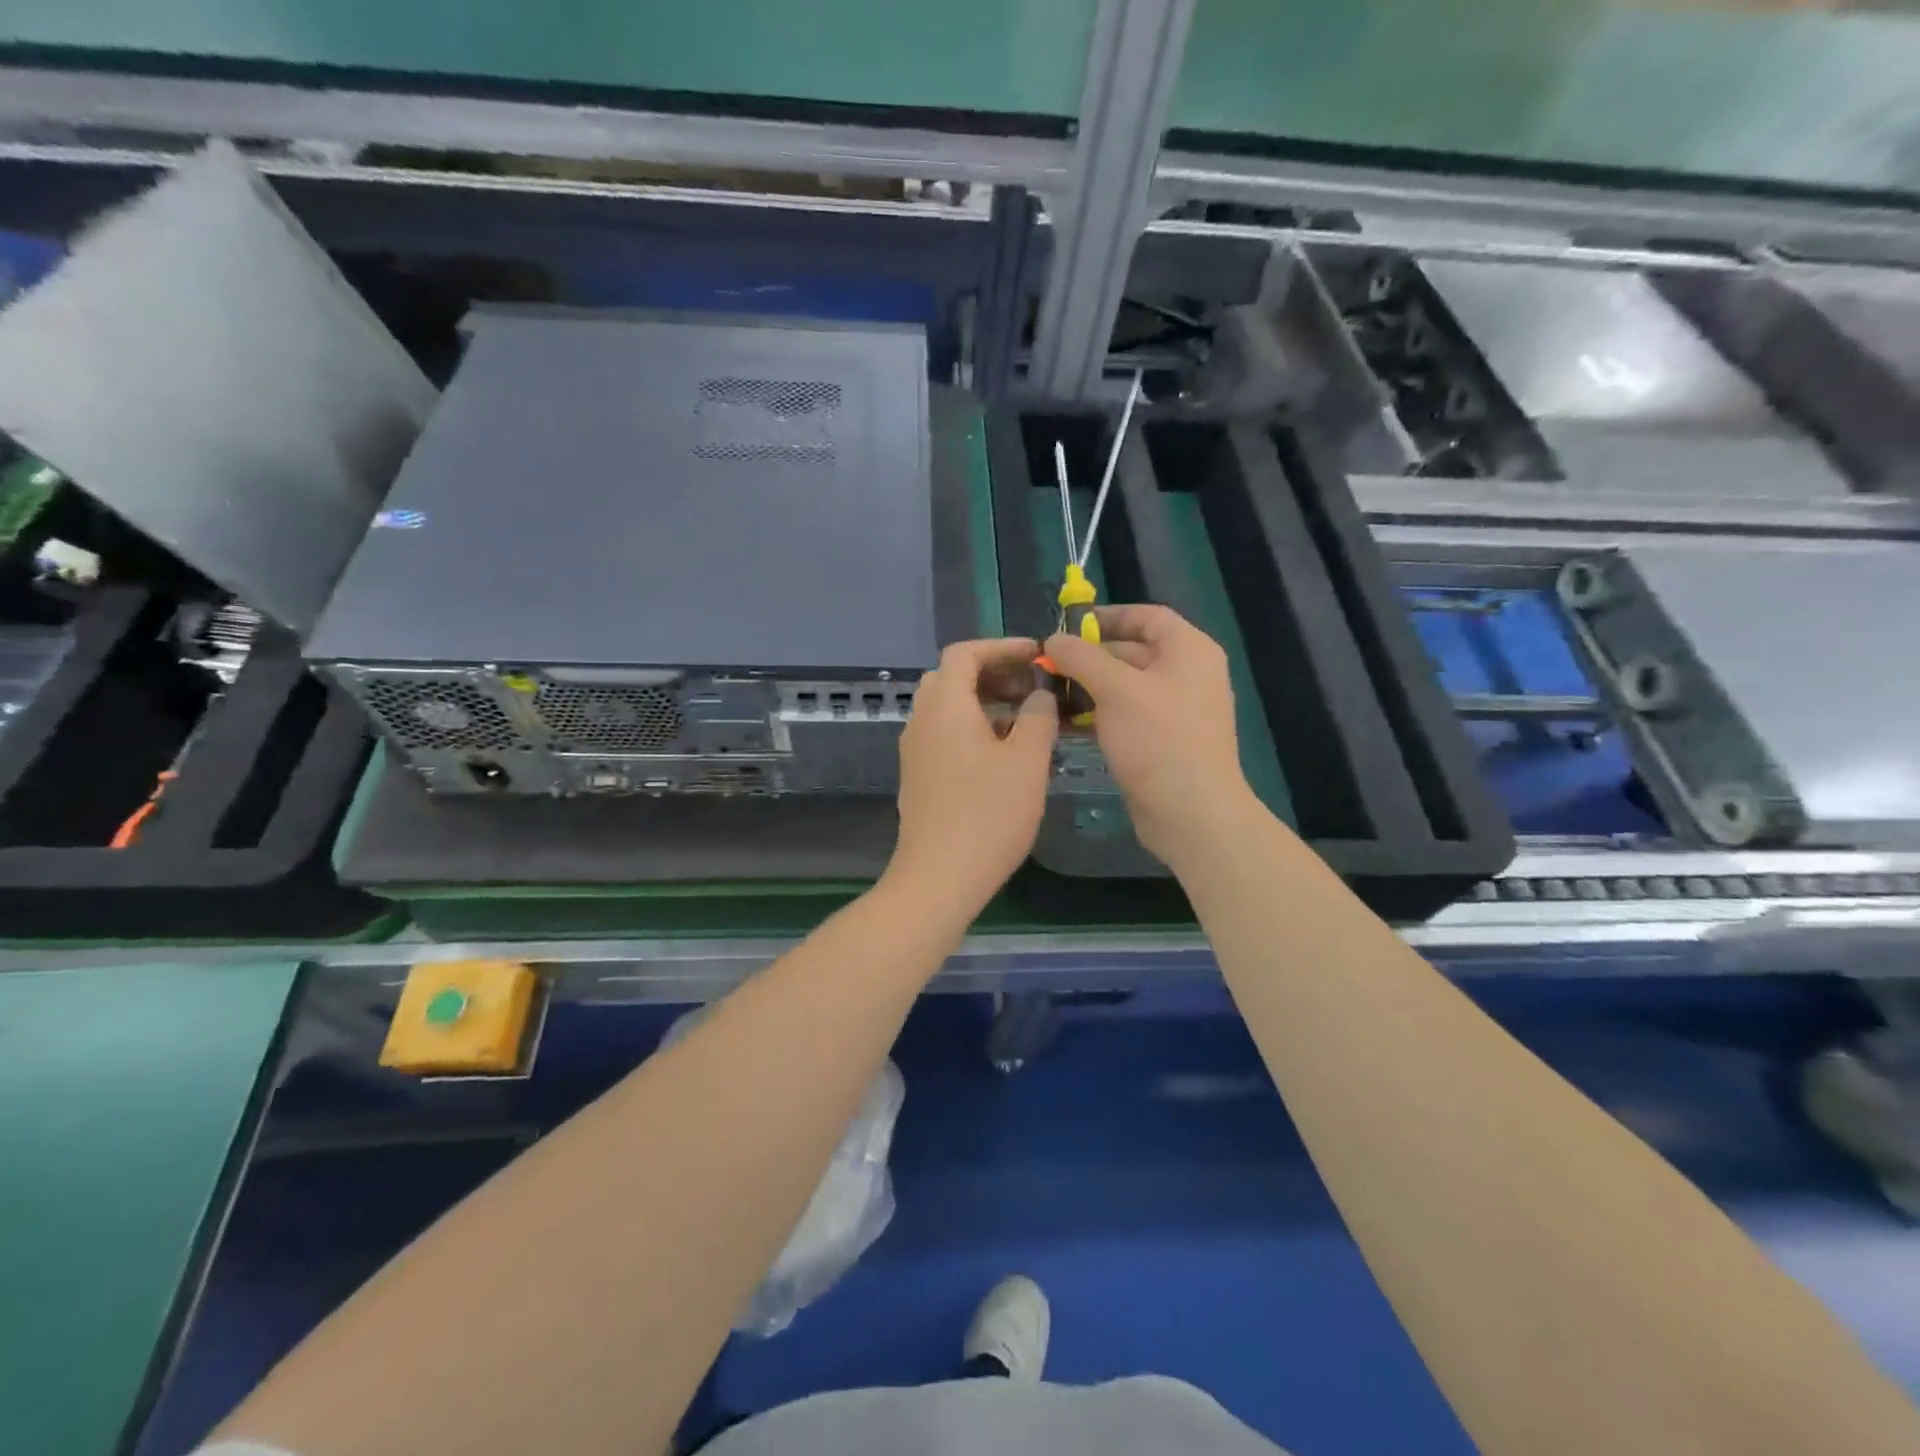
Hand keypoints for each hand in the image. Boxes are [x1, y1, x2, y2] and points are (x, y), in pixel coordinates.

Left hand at [884, 638, 1057, 920]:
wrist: (939, 877)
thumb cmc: (989, 814)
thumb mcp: (1027, 761)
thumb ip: (1039, 716)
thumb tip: (1040, 693)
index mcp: (945, 705)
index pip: (964, 653)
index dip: (1001, 647)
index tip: (1036, 655)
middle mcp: (922, 720)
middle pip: (953, 678)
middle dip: (995, 674)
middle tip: (1032, 688)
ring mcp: (916, 749)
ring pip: (949, 708)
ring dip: (985, 702)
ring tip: (1028, 721)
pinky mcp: (919, 775)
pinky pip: (945, 733)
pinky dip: (974, 727)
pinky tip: (1005, 753)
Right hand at [1044, 605, 1257, 868]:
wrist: (1192, 814)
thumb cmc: (1158, 739)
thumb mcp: (1115, 689)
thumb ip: (1081, 657)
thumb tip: (1054, 639)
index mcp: (1189, 650)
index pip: (1146, 616)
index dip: (1106, 616)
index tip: (1067, 626)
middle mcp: (1188, 674)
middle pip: (1132, 652)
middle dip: (1088, 658)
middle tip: (1047, 666)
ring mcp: (1177, 711)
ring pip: (1125, 687)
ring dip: (1088, 688)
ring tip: (1048, 696)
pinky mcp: (1164, 742)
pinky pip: (1127, 716)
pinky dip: (1098, 715)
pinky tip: (1066, 724)